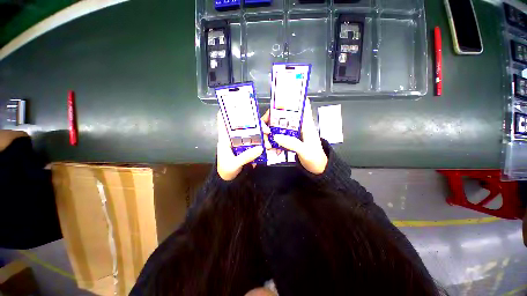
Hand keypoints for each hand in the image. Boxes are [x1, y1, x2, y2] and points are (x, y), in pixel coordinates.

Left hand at [216, 112, 263, 180]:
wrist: (229, 181)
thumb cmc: (226, 170)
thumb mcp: (234, 164)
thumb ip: (245, 156)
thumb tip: (260, 148)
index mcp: (225, 138)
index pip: (224, 121)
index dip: (230, 111)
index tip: (240, 105)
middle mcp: (234, 137)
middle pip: (244, 125)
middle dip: (256, 125)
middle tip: (267, 130)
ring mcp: (242, 142)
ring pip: (252, 133)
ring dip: (262, 135)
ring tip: (269, 141)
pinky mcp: (247, 147)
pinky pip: (256, 141)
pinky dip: (262, 141)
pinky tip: (269, 142)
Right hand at [272, 98, 327, 174]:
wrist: (318, 169)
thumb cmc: (315, 159)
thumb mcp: (305, 151)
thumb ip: (292, 144)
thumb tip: (276, 136)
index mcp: (306, 124)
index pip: (301, 105)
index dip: (291, 100)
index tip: (277, 102)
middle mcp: (299, 125)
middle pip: (284, 115)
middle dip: (272, 120)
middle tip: (265, 130)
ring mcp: (293, 133)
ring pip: (279, 126)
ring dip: (270, 132)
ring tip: (266, 142)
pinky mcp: (290, 139)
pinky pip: (278, 136)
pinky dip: (272, 139)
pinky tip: (269, 146)